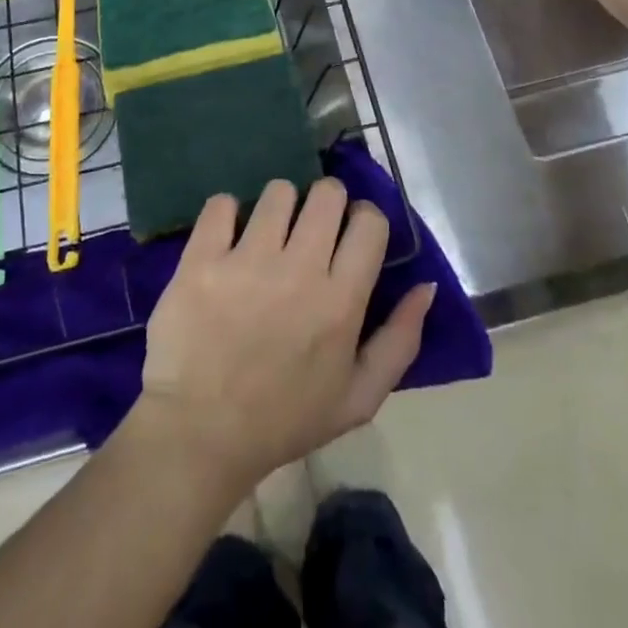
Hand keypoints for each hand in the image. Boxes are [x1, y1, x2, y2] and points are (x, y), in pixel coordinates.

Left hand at [133, 179, 435, 494]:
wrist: (201, 436)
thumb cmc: (284, 419)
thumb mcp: (359, 398)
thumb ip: (401, 340)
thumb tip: (426, 285)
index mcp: (341, 302)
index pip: (370, 222)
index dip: (364, 220)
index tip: (349, 235)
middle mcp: (299, 269)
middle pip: (327, 193)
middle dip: (326, 203)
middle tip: (310, 230)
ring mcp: (247, 260)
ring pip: (278, 191)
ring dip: (278, 208)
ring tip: (267, 235)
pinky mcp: (202, 258)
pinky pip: (221, 203)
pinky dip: (226, 214)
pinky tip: (226, 239)